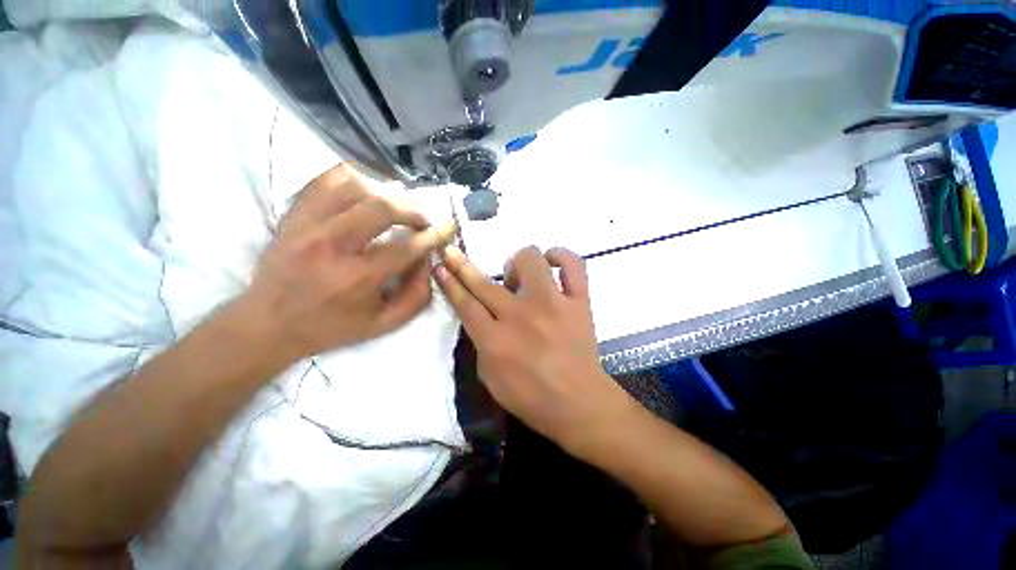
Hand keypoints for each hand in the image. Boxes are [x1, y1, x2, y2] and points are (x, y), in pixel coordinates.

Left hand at [240, 164, 447, 361]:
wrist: (268, 323)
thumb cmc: (332, 327)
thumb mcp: (383, 324)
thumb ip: (416, 297)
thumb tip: (428, 262)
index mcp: (357, 278)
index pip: (406, 247)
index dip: (432, 236)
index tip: (446, 228)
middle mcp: (332, 246)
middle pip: (382, 208)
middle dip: (413, 210)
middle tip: (422, 219)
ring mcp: (307, 225)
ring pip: (354, 187)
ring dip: (385, 193)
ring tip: (396, 207)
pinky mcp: (293, 216)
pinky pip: (323, 181)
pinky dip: (350, 179)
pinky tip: (365, 190)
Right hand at [434, 245, 634, 454]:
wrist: (579, 404)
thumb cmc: (531, 398)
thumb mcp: (490, 378)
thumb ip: (482, 343)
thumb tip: (481, 316)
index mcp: (496, 340)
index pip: (465, 303)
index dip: (449, 282)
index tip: (439, 267)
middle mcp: (521, 316)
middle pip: (484, 282)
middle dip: (461, 264)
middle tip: (452, 252)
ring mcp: (553, 305)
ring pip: (530, 261)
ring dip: (518, 262)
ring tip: (519, 276)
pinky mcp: (578, 302)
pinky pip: (573, 266)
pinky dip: (561, 257)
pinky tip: (552, 262)